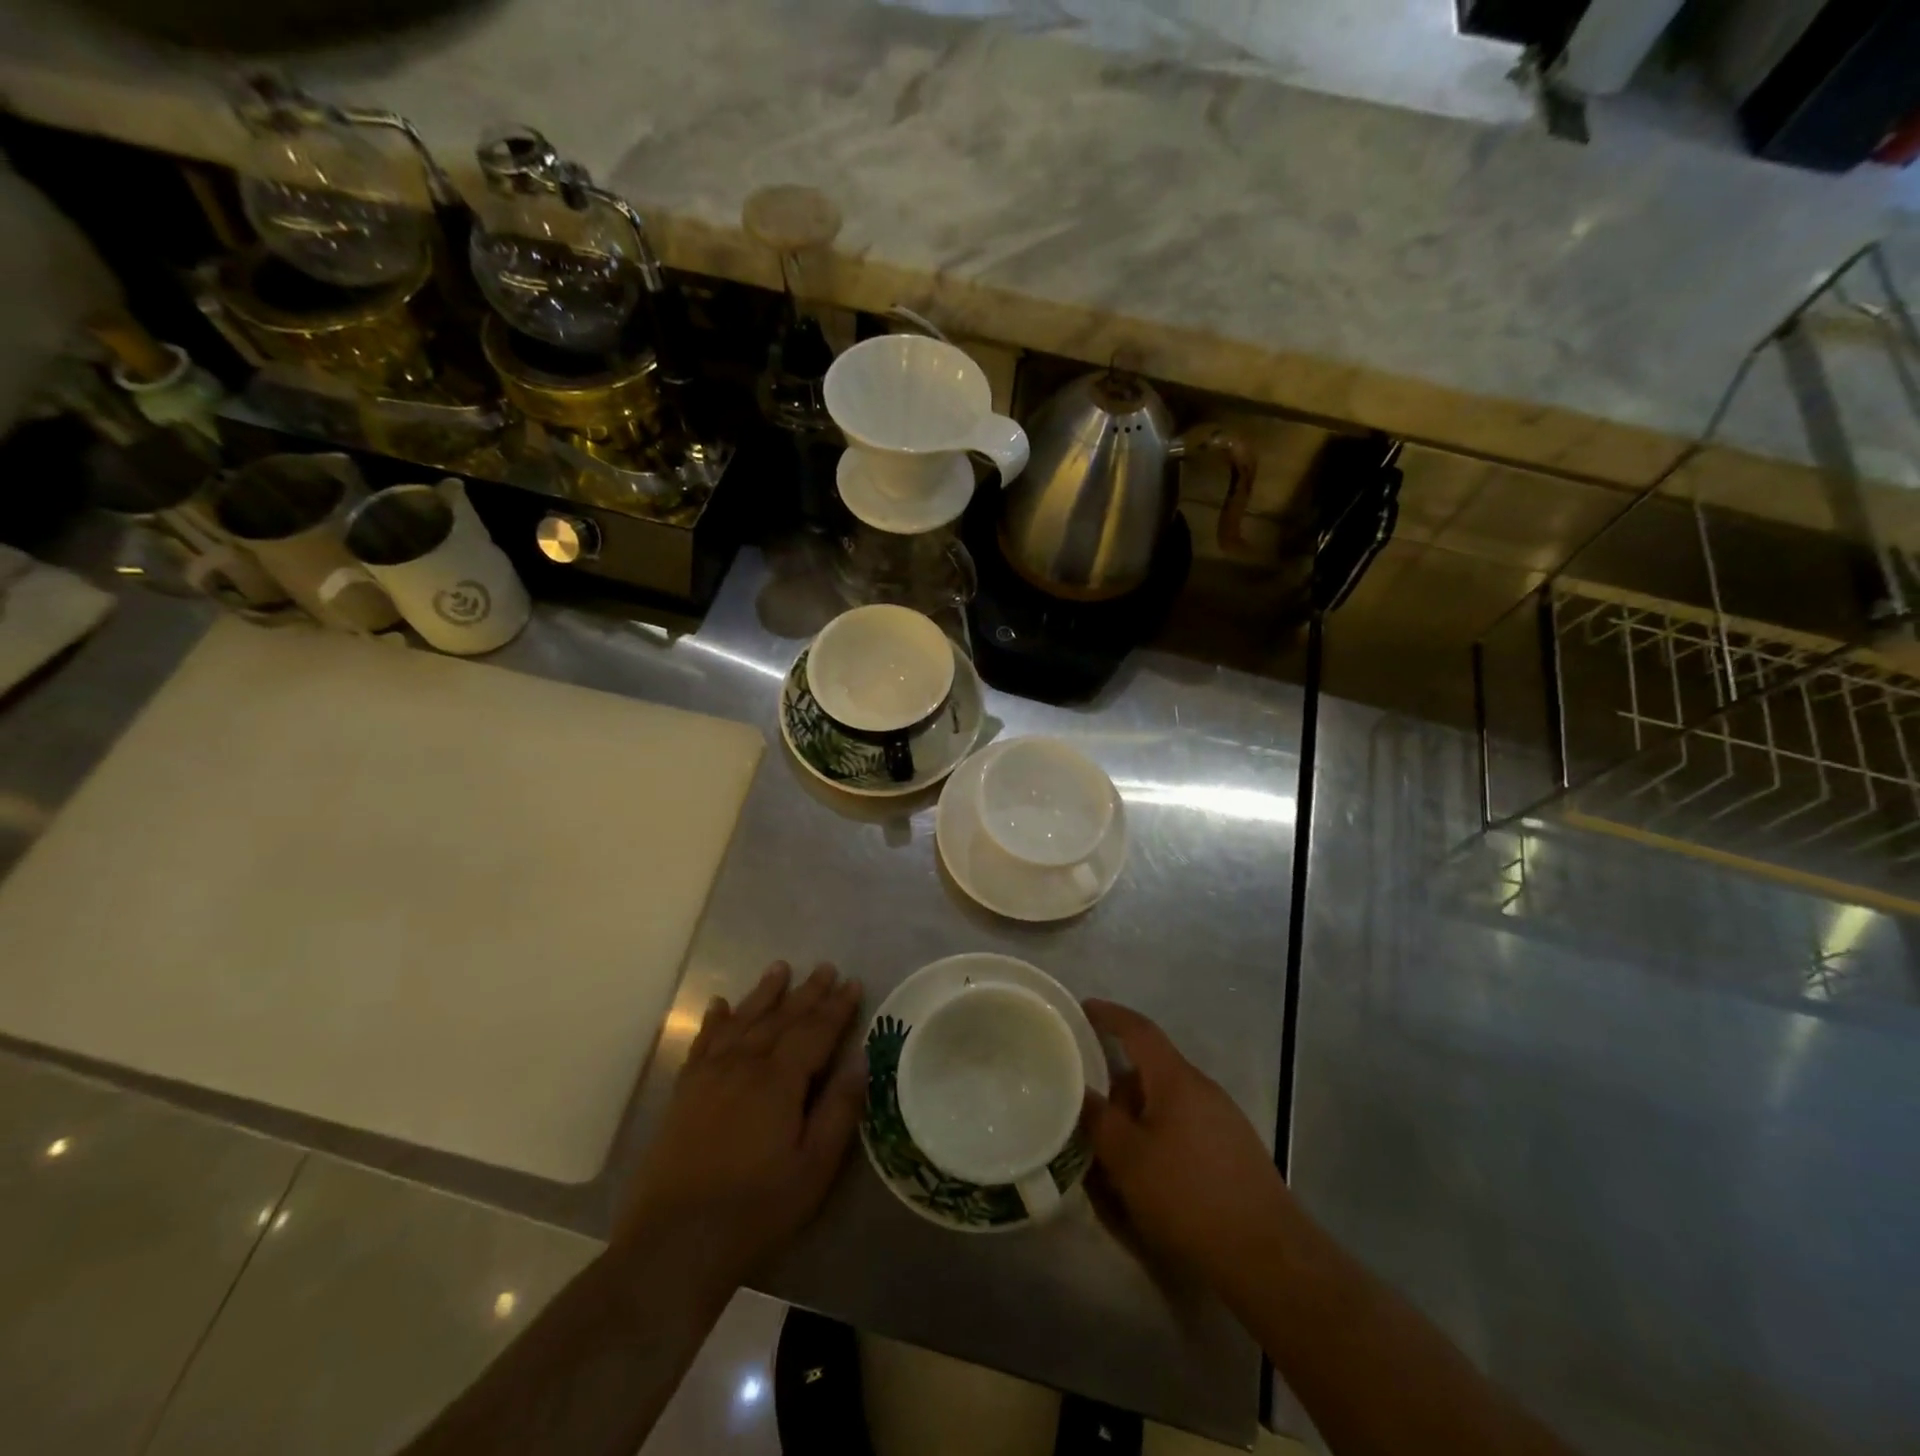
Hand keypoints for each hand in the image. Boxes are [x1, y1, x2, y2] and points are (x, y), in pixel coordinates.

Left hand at [617, 961, 864, 1281]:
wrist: (674, 1243)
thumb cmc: (756, 1209)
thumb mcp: (814, 1168)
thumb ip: (839, 1110)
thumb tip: (861, 1060)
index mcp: (779, 1081)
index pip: (815, 1031)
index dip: (836, 1007)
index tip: (853, 982)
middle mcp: (744, 1065)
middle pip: (781, 1018)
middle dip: (807, 992)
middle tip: (825, 967)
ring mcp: (709, 1076)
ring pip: (743, 1021)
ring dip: (764, 994)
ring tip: (779, 968)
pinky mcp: (685, 1092)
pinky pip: (704, 1043)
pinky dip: (715, 1021)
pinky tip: (720, 1006)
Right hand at [1084, 999, 1291, 1287]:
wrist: (1269, 1258)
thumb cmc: (1188, 1197)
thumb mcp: (1128, 1159)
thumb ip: (1098, 1120)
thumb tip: (1079, 1091)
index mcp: (1177, 1080)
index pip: (1139, 1030)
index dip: (1109, 1016)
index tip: (1083, 1008)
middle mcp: (1203, 1090)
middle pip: (1150, 1072)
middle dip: (1116, 1087)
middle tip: (1086, 1108)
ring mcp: (1223, 1122)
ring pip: (1166, 1106)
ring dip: (1136, 1119)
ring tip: (1110, 1154)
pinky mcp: (1234, 1154)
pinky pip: (1184, 1131)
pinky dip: (1158, 1140)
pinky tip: (1147, 1179)